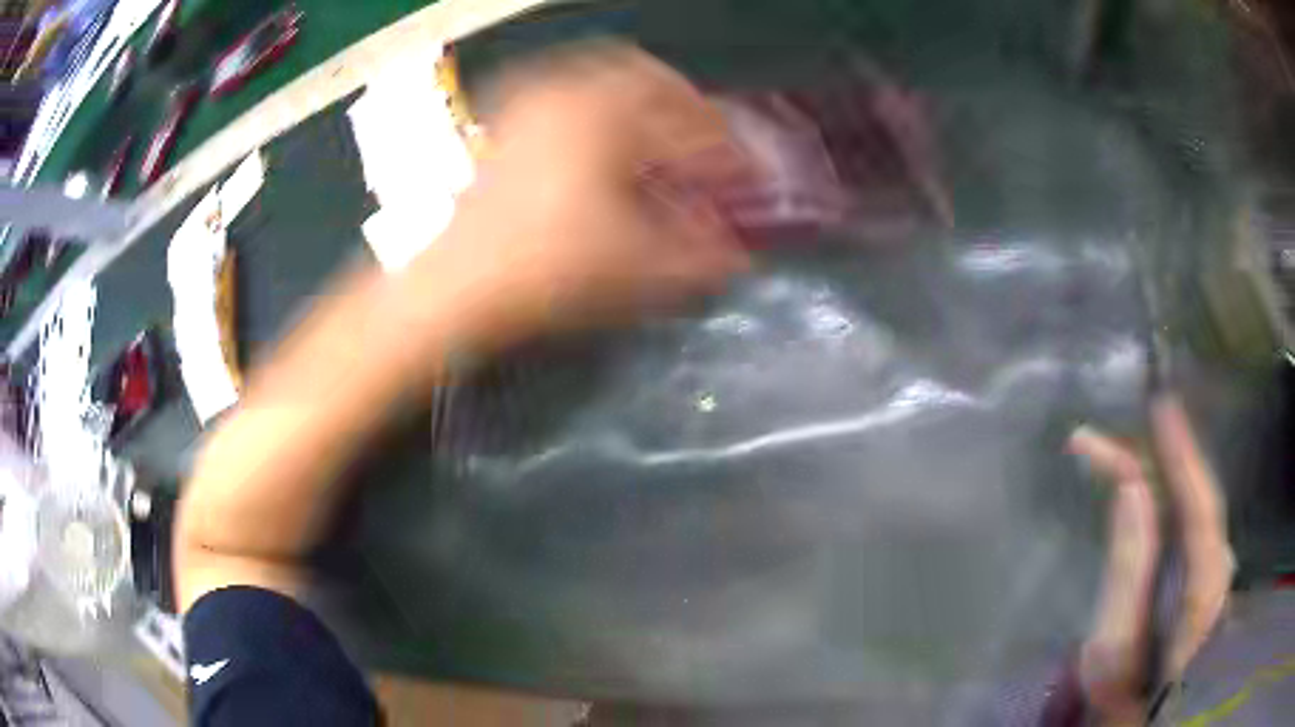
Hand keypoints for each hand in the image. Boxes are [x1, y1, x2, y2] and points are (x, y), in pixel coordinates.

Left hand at [417, 44, 751, 347]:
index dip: (724, 149)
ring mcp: (530, 102)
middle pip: (646, 76)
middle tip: (704, 138)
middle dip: (685, 106)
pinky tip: (600, 139)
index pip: (687, 122)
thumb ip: (696, 257)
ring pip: (602, 75)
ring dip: (641, 100)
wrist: (453, 285)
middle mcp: (568, 93)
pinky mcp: (506, 121)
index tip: (742, 172)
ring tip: (658, 135)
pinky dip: (597, 105)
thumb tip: (739, 256)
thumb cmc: (545, 270)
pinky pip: (564, 91)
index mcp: (608, 118)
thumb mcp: (633, 267)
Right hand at [1066, 394, 1231, 723]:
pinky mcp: (1202, 570)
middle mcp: (1217, 563)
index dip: (1178, 449)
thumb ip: (1129, 568)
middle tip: (1101, 442)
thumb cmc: (1123, 693)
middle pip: (1192, 495)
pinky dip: (1164, 496)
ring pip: (1189, 504)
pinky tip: (1143, 487)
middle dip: (1153, 460)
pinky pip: (1186, 519)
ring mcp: (1213, 566)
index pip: (1196, 500)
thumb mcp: (1115, 646)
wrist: (1137, 722)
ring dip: (1155, 475)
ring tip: (1112, 457)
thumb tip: (1131, 488)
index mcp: (1203, 583)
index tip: (1157, 403)